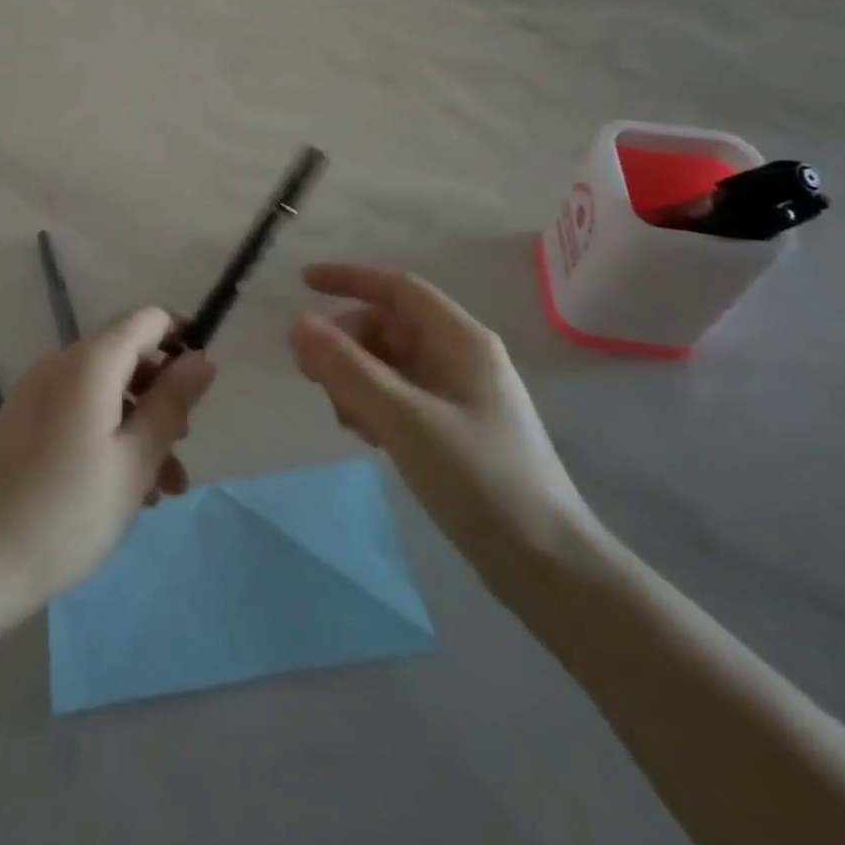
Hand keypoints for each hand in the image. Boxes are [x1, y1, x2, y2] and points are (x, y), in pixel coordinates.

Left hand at [0, 307, 216, 620]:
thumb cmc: (63, 511)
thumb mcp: (134, 461)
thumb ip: (172, 404)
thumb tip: (202, 357)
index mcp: (90, 362)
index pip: (147, 319)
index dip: (181, 339)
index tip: (201, 387)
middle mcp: (60, 367)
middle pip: (126, 358)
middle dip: (163, 396)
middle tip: (182, 448)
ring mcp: (34, 397)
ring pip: (104, 394)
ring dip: (139, 428)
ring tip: (161, 491)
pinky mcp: (18, 427)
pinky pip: (77, 416)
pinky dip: (106, 439)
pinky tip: (119, 494)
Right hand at [288, 264, 593, 594]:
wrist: (546, 565)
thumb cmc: (478, 478)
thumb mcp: (404, 418)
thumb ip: (347, 368)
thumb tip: (298, 323)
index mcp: (460, 339)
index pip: (397, 288)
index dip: (349, 279)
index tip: (302, 284)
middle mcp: (459, 357)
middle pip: (388, 327)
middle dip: (347, 344)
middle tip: (314, 379)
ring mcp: (458, 394)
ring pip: (390, 364)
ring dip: (356, 379)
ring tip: (347, 421)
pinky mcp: (453, 428)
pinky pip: (400, 397)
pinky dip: (374, 405)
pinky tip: (367, 438)